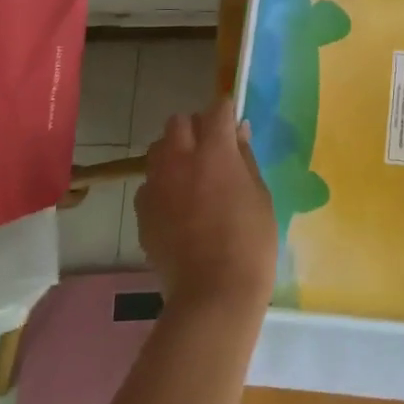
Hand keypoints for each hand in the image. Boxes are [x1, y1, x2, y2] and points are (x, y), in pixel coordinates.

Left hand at [136, 99, 277, 317]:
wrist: (213, 293)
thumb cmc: (250, 241)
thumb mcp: (260, 194)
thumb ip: (245, 158)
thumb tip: (237, 133)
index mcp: (215, 151)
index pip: (217, 109)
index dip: (227, 112)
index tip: (234, 122)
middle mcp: (180, 159)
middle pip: (179, 122)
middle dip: (195, 128)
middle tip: (212, 149)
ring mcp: (157, 185)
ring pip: (159, 150)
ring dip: (175, 153)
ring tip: (191, 176)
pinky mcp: (143, 212)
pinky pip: (150, 184)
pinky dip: (163, 185)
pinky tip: (178, 206)